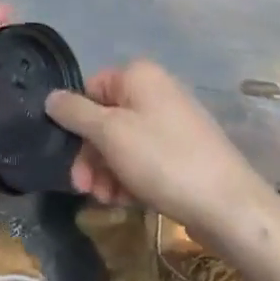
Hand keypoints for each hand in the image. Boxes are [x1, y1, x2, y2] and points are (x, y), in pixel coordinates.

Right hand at [46, 61, 278, 244]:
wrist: (228, 205)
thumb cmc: (163, 160)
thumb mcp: (110, 133)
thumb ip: (75, 112)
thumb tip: (51, 97)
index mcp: (139, 75)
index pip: (91, 88)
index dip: (77, 122)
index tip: (68, 155)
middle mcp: (156, 91)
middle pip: (106, 118)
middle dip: (91, 155)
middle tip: (84, 188)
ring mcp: (172, 122)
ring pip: (123, 142)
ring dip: (107, 171)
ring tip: (107, 200)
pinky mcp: (183, 151)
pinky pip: (144, 158)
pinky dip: (130, 177)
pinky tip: (126, 202)